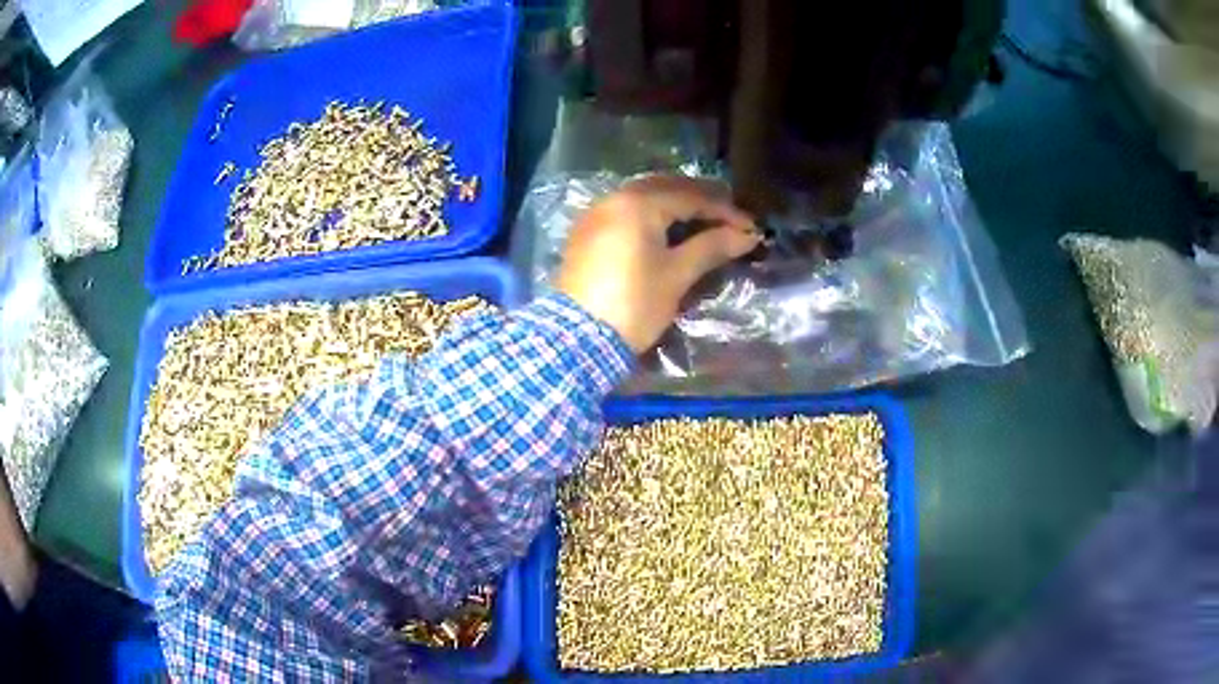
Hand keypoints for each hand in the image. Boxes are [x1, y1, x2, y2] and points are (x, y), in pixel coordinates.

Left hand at [558, 176, 760, 352]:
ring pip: (643, 198)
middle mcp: (613, 199)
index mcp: (638, 204)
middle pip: (666, 188)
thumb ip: (711, 247)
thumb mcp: (676, 275)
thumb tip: (746, 235)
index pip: (691, 197)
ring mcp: (595, 215)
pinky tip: (666, 230)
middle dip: (700, 200)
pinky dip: (651, 216)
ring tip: (703, 222)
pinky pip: (625, 213)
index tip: (751, 228)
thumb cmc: (634, 304)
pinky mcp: (585, 234)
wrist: (578, 340)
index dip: (725, 211)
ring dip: (675, 205)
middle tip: (730, 218)